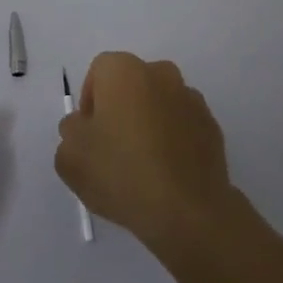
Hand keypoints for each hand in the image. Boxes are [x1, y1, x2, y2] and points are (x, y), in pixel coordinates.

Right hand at [55, 52, 235, 255]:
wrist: (187, 211)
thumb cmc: (121, 173)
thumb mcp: (70, 156)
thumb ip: (70, 131)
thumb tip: (83, 126)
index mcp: (124, 71)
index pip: (99, 72)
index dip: (89, 101)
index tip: (89, 134)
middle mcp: (161, 74)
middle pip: (131, 84)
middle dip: (120, 108)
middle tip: (112, 147)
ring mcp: (191, 99)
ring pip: (159, 103)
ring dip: (149, 122)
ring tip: (142, 164)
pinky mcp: (212, 127)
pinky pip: (182, 125)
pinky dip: (173, 140)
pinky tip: (166, 173)